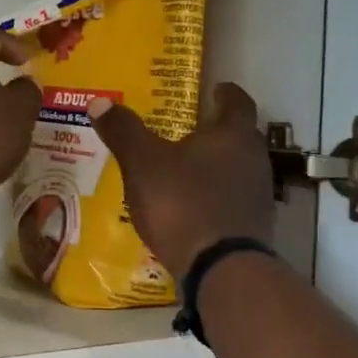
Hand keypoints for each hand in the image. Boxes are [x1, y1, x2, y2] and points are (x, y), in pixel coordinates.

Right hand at [90, 83, 274, 276]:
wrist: (220, 269)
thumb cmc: (183, 203)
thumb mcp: (143, 164)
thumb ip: (124, 131)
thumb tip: (99, 101)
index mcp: (233, 135)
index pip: (237, 102)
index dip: (226, 93)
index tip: (216, 89)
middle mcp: (254, 160)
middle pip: (239, 137)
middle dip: (216, 132)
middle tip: (189, 130)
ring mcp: (258, 196)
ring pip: (237, 170)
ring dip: (216, 167)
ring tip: (186, 170)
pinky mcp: (253, 227)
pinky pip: (232, 201)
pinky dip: (215, 197)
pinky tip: (192, 207)